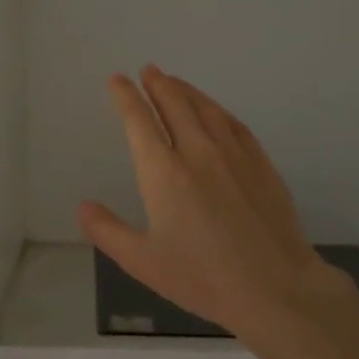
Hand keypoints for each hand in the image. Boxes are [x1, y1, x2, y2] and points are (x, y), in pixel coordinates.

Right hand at [79, 66, 340, 339]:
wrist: (276, 288)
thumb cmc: (203, 278)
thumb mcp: (144, 262)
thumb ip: (108, 231)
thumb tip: (83, 206)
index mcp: (163, 172)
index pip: (139, 121)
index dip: (125, 97)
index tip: (117, 80)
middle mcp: (197, 151)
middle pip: (174, 103)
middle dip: (157, 84)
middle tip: (147, 70)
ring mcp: (233, 154)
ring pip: (204, 107)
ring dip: (185, 90)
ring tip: (173, 80)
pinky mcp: (260, 163)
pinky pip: (233, 123)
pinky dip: (216, 108)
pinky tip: (213, 109)